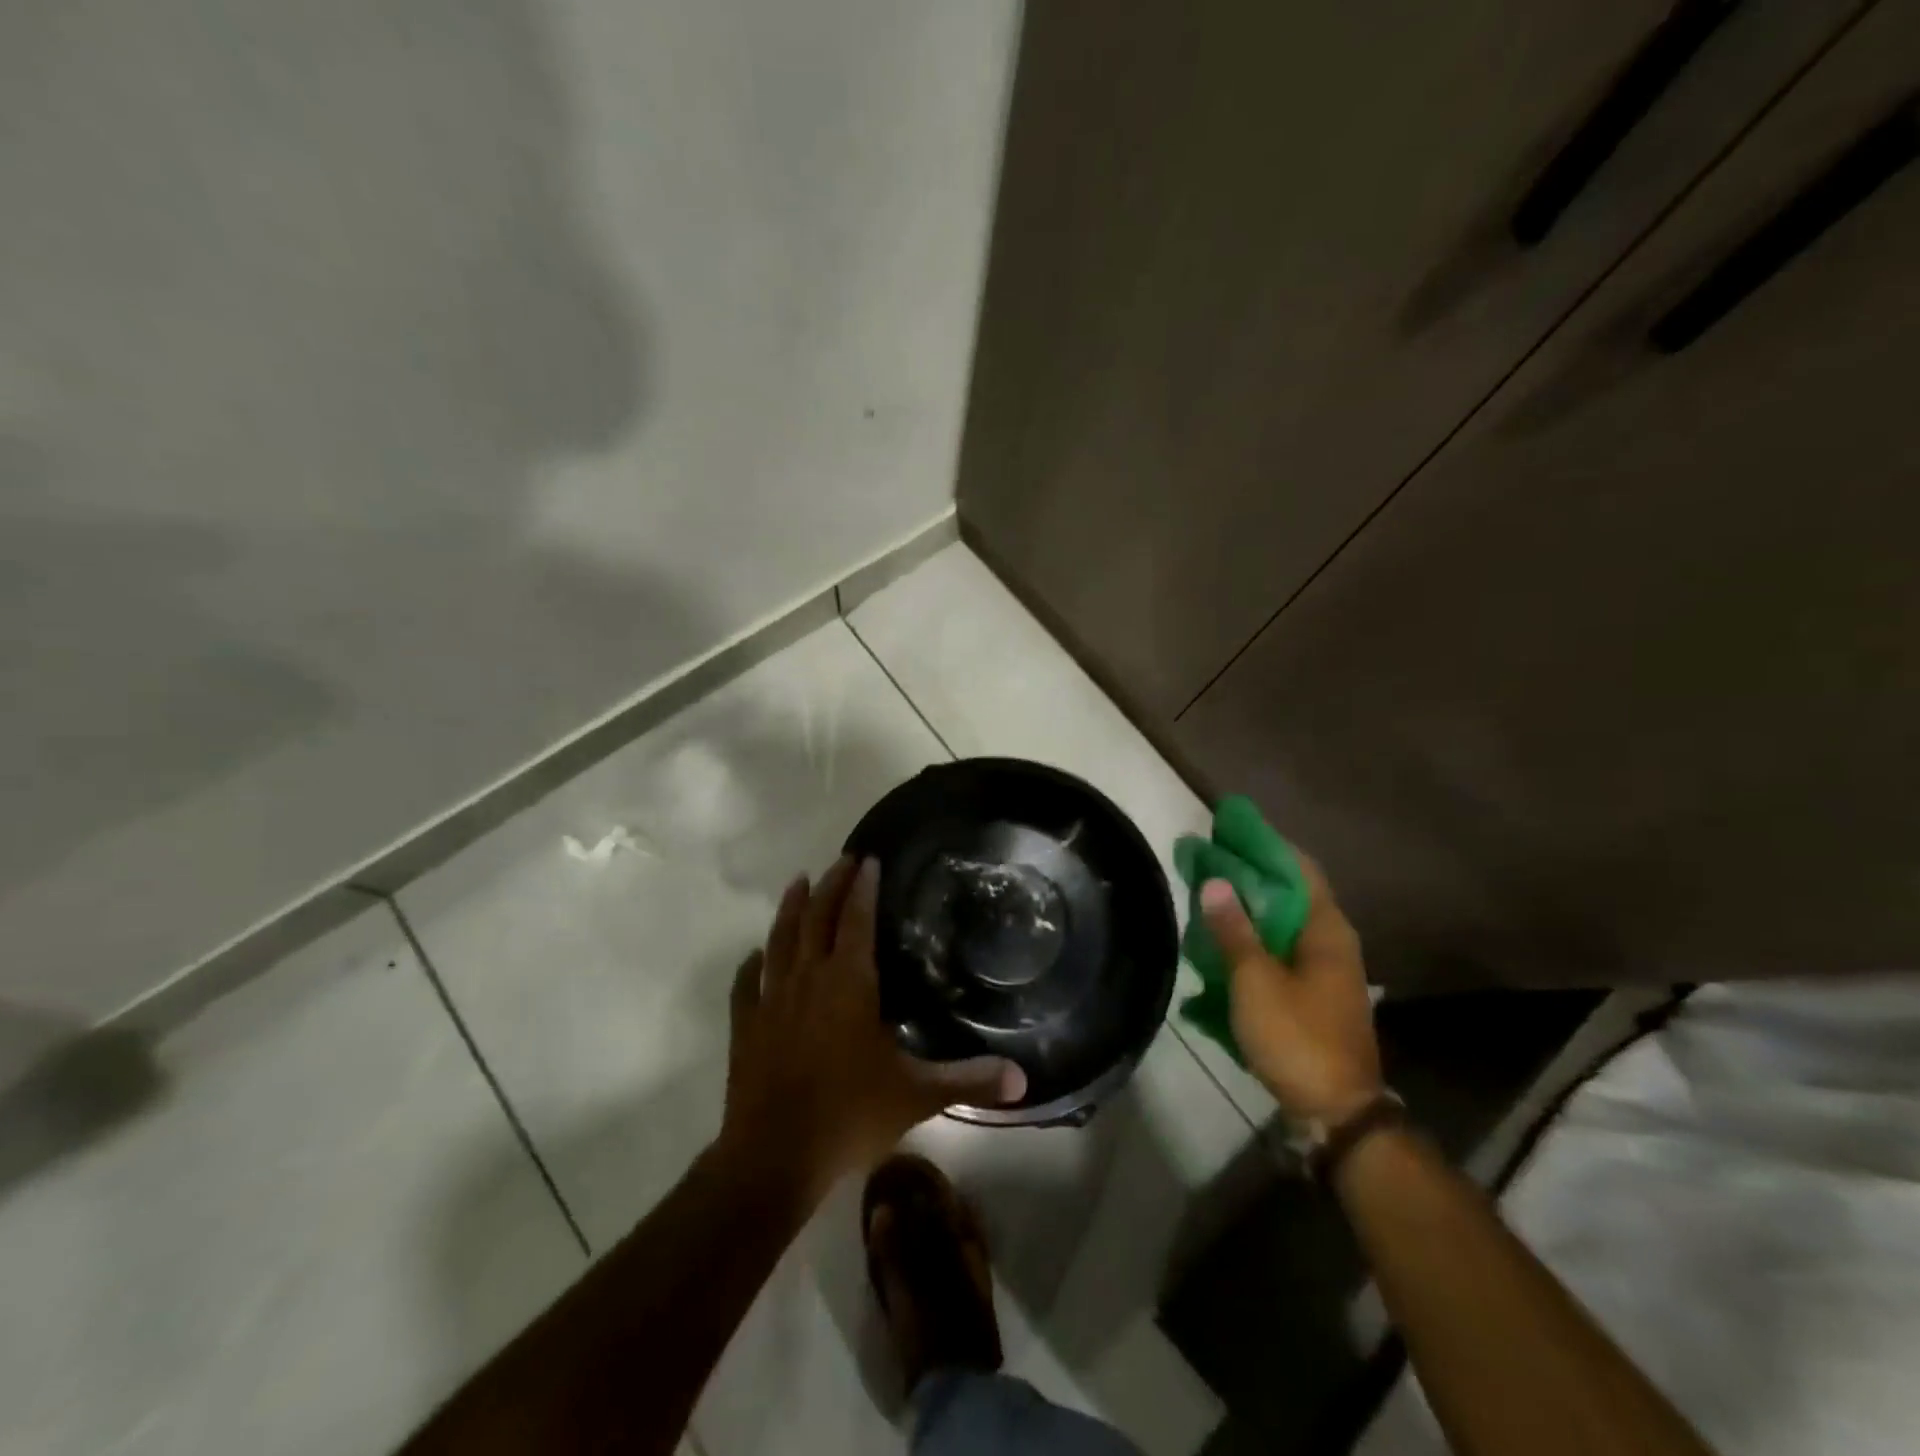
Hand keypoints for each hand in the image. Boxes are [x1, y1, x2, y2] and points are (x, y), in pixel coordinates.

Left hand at [717, 857, 1026, 1197]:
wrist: (773, 1158)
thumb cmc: (848, 1116)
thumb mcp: (917, 1097)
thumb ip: (968, 1081)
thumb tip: (1023, 1081)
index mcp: (849, 984)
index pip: (857, 921)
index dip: (864, 889)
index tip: (870, 860)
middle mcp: (808, 979)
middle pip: (818, 917)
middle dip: (832, 884)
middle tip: (844, 859)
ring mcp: (771, 1000)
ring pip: (780, 939)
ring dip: (790, 908)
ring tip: (799, 881)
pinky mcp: (745, 1026)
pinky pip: (745, 984)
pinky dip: (751, 964)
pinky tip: (754, 955)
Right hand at [1199, 850, 1381, 1125]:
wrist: (1336, 1112)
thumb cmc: (1297, 1037)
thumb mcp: (1255, 981)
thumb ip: (1234, 930)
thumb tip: (1215, 881)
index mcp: (1326, 930)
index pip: (1298, 868)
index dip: (1265, 845)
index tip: (1229, 829)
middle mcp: (1331, 942)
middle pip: (1288, 893)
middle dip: (1248, 874)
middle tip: (1207, 860)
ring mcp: (1324, 971)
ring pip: (1281, 923)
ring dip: (1247, 908)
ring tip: (1207, 895)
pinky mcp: (1313, 995)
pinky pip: (1279, 951)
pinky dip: (1253, 938)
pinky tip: (1223, 943)